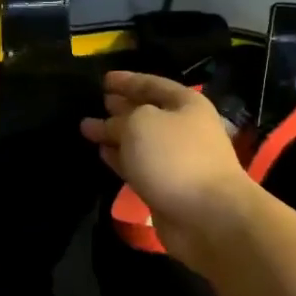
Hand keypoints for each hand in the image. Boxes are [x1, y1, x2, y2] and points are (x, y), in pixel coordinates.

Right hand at [80, 71, 253, 260]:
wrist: (208, 216)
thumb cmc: (175, 158)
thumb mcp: (140, 124)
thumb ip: (120, 119)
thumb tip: (109, 124)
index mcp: (186, 104)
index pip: (152, 84)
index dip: (127, 80)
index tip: (104, 79)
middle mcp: (184, 128)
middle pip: (147, 112)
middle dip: (121, 107)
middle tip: (96, 102)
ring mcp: (177, 160)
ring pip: (140, 141)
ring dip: (116, 135)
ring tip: (88, 129)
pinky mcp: (167, 187)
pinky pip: (139, 166)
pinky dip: (120, 159)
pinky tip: (102, 154)